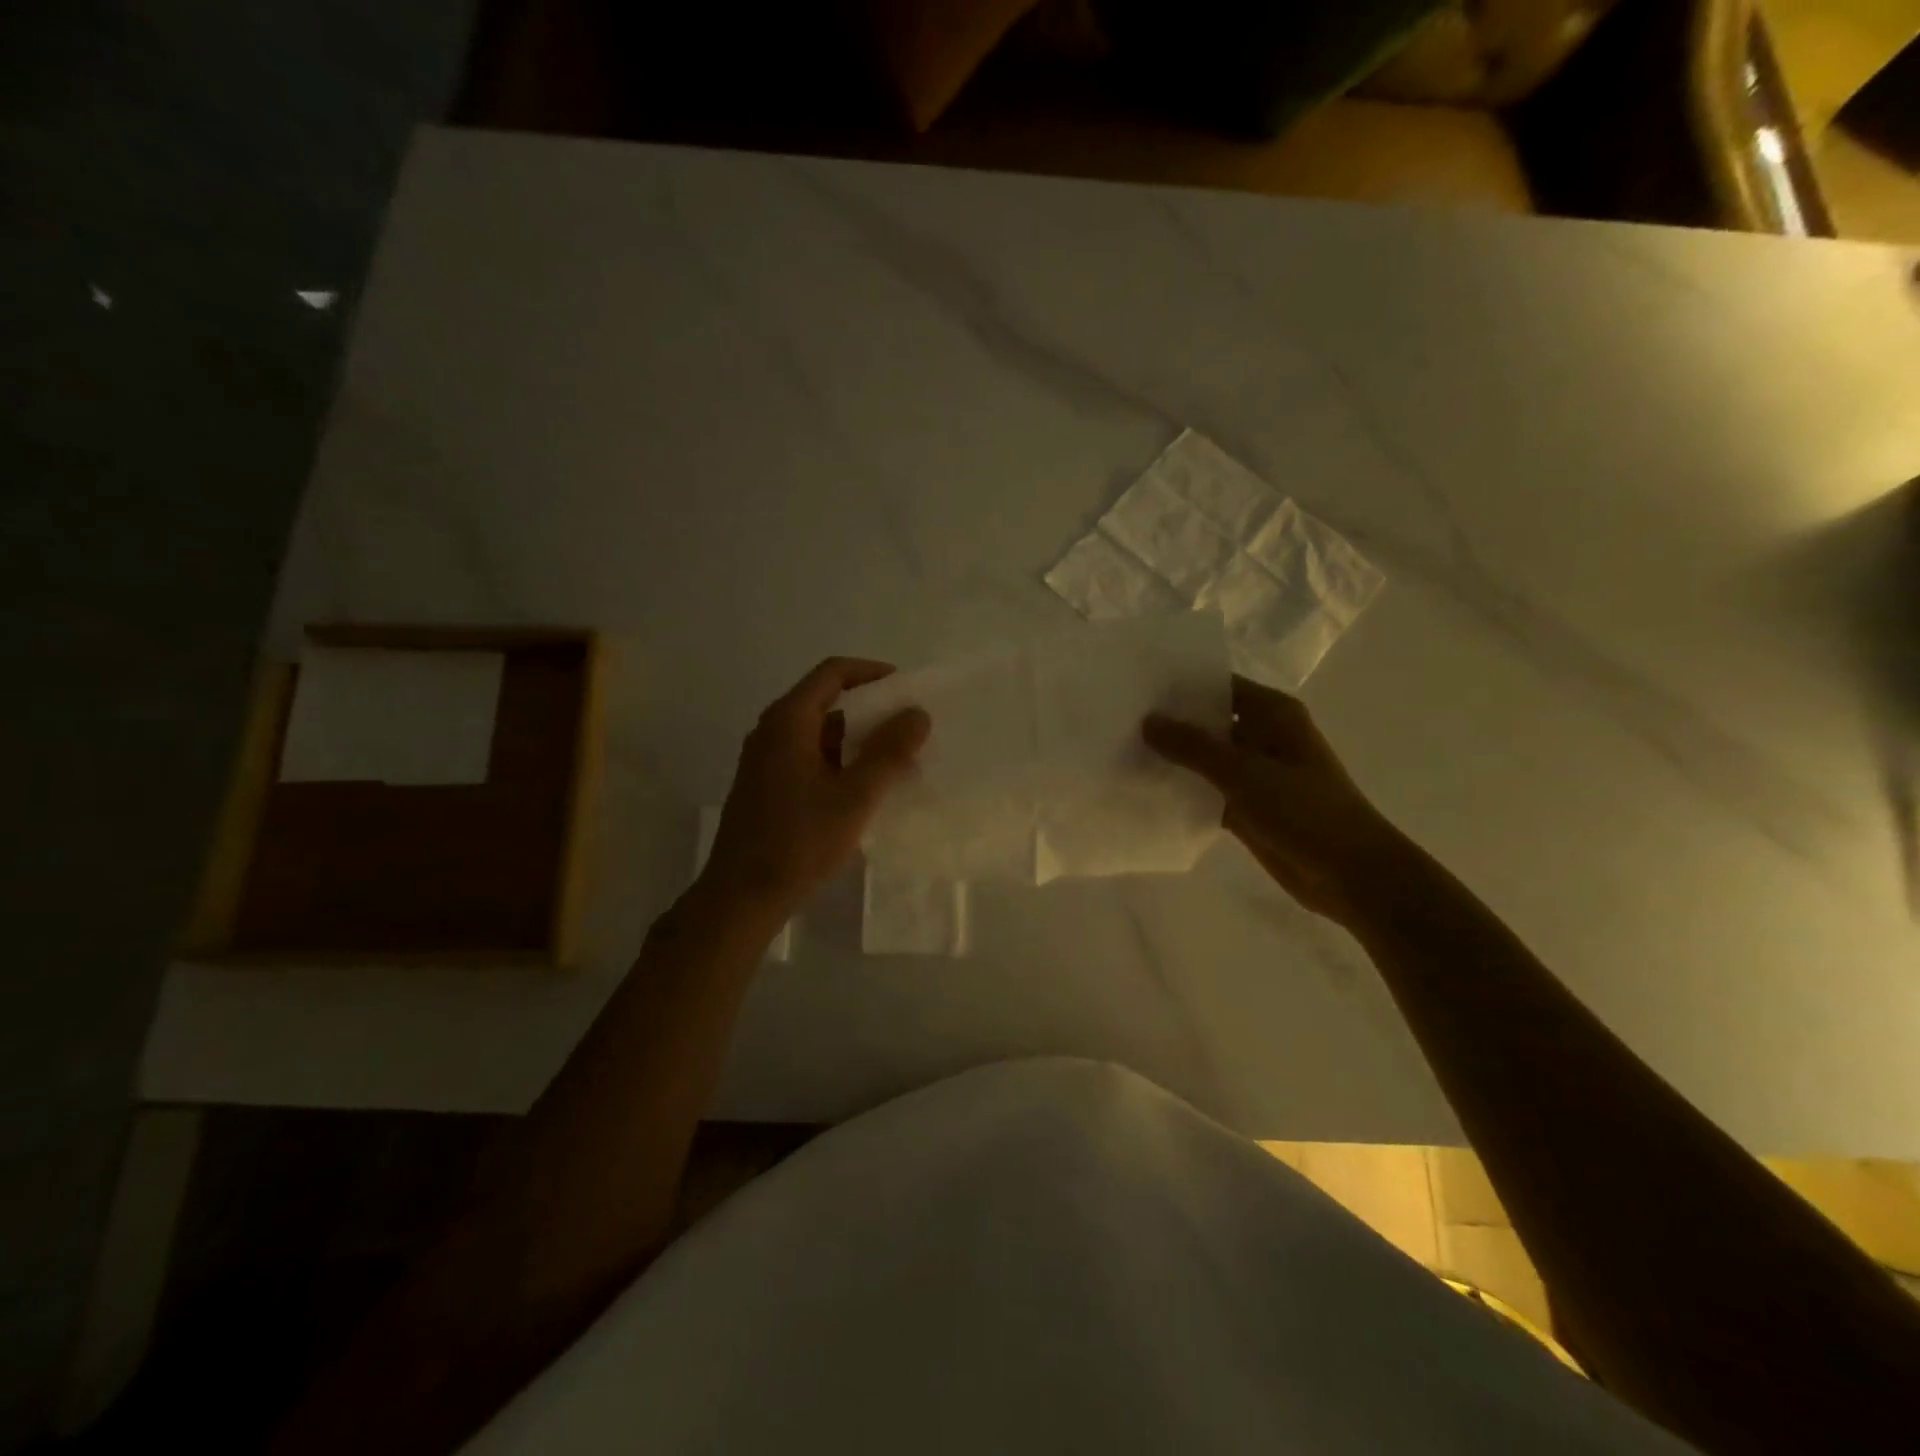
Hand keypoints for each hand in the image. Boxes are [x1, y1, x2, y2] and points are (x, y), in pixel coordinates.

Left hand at [703, 657, 930, 914]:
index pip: (833, 673)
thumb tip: (918, 714)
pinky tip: (865, 787)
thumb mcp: (855, 796)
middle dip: (870, 710)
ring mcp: (766, 760)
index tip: (906, 689)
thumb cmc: (799, 841)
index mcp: (788, 721)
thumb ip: (889, 753)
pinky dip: (840, 761)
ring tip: (895, 759)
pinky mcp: (767, 786)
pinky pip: (809, 757)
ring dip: (857, 739)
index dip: (872, 673)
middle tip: (908, 727)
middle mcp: (772, 731)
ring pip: (819, 733)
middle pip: (826, 701)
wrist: (742, 896)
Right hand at [1144, 676, 1404, 926]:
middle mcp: (1263, 736)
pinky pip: (1207, 791)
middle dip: (1170, 722)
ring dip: (1173, 759)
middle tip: (1119, 718)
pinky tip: (1144, 791)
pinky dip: (1183, 791)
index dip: (1181, 684)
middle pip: (1209, 721)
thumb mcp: (1244, 773)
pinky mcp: (1247, 806)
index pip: (1219, 685)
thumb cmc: (1305, 811)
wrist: (1350, 875)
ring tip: (1121, 751)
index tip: (1136, 685)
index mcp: (1273, 714)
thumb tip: (1147, 721)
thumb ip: (1193, 746)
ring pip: (1205, 759)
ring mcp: (1255, 774)